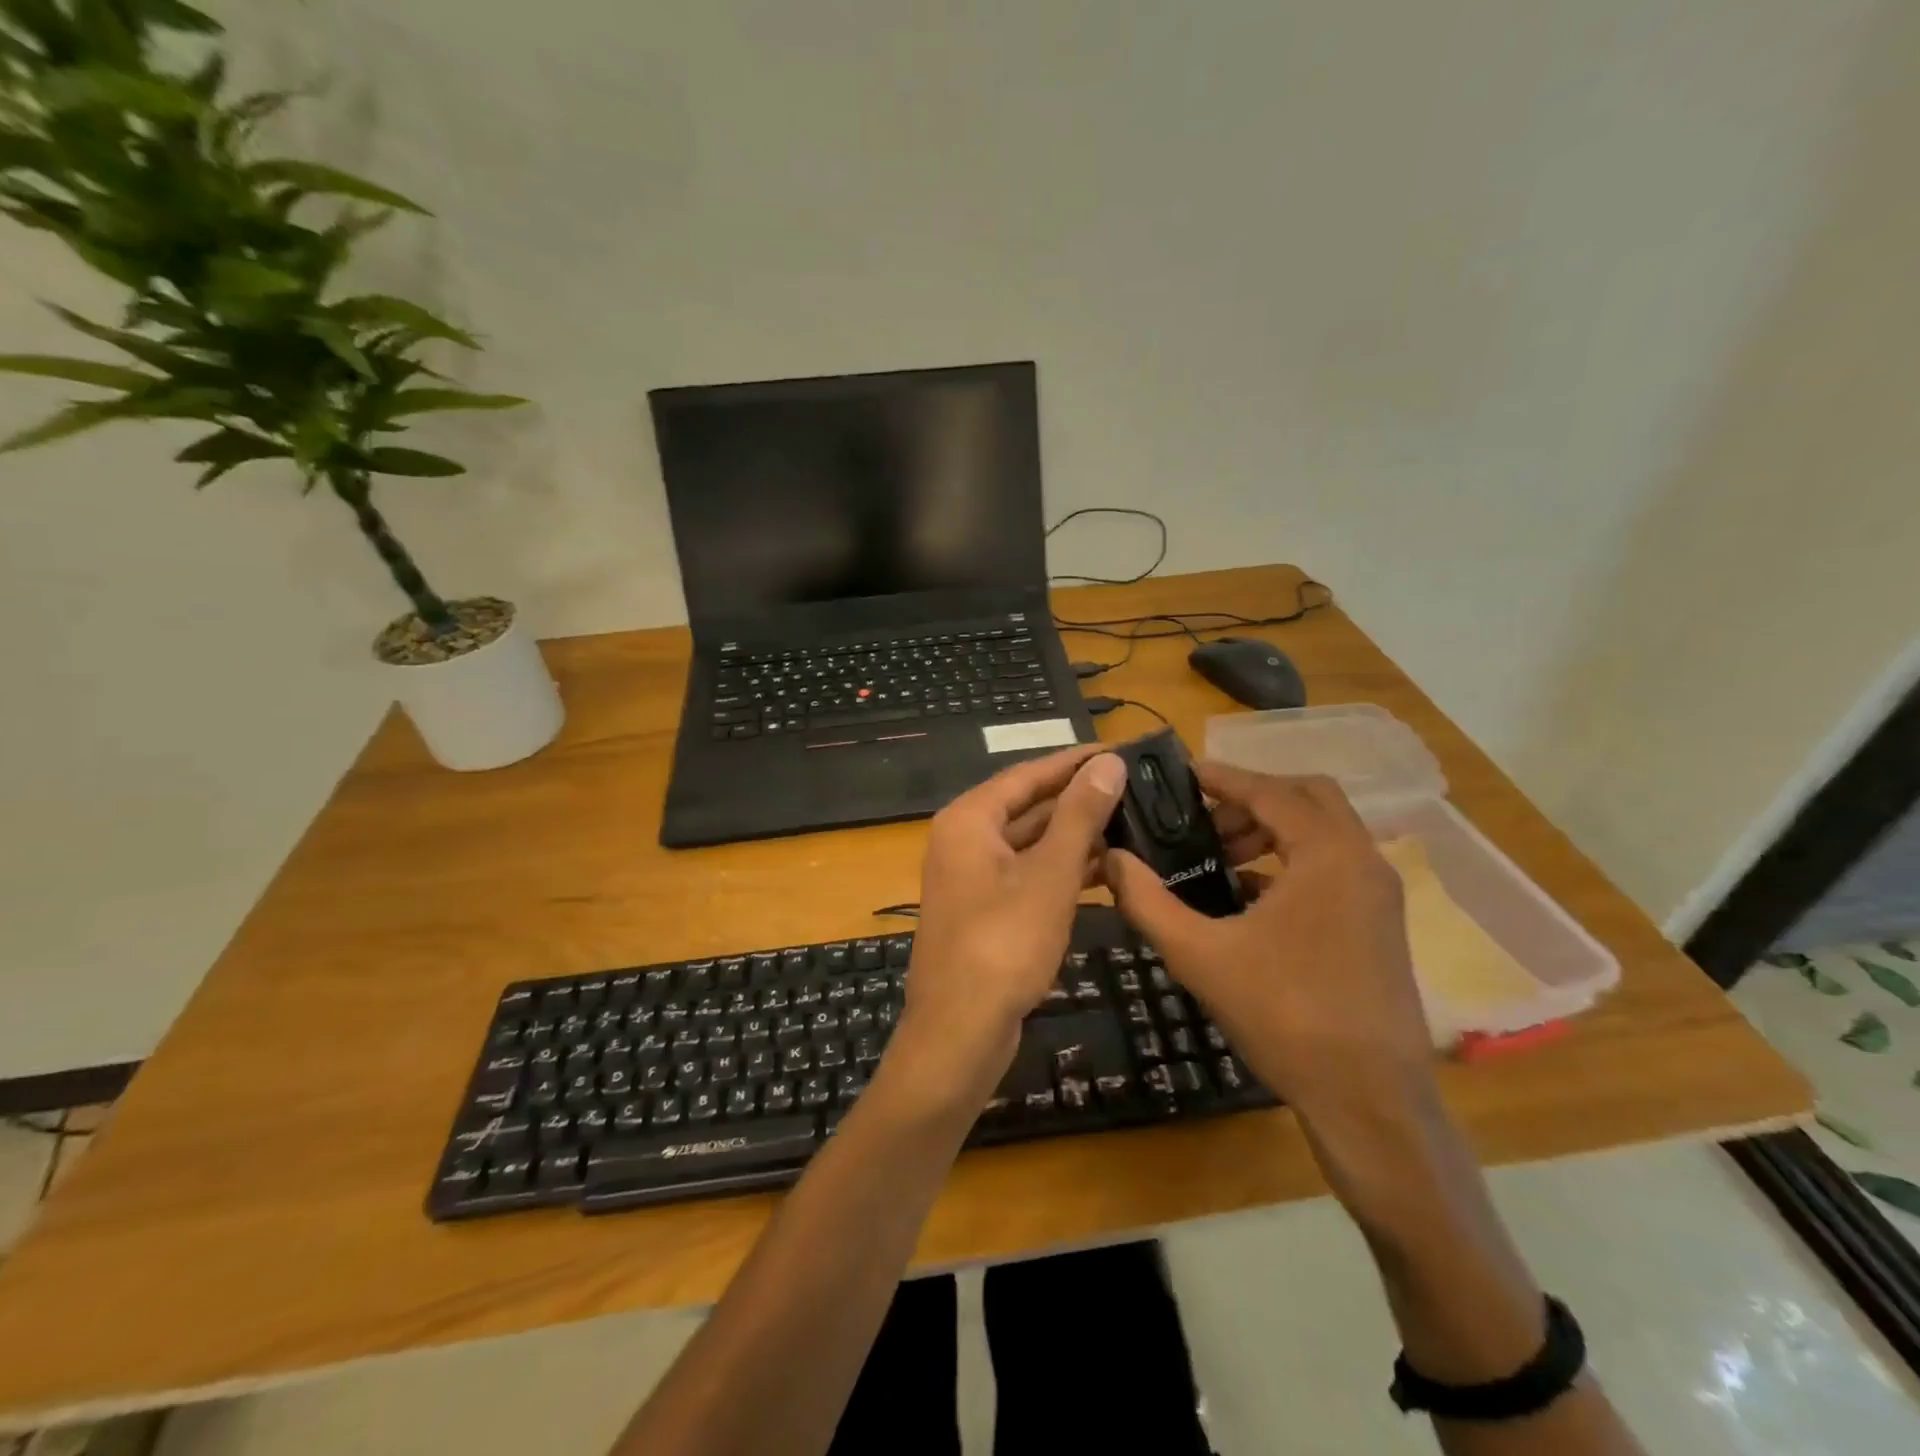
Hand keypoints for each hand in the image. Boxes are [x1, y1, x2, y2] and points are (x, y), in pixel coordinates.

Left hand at [881, 746, 1128, 1113]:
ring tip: (1133, 823)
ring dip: (1076, 836)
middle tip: (1136, 786)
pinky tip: (1108, 870)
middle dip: (1080, 798)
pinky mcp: (987, 911)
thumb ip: (1079, 816)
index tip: (1120, 750)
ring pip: (1032, 843)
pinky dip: (1064, 871)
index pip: (1029, 774)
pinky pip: (1030, 875)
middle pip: (1029, 806)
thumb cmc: (1003, 945)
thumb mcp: (1049, 875)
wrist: (959, 1034)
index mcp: (969, 820)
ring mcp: (974, 878)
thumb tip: (1108, 763)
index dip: (1075, 761)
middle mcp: (965, 840)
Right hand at [1105, 764, 1436, 1131]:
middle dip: (1251, 799)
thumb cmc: (1285, 1016)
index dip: (1223, 777)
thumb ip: (1148, 902)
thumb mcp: (1200, 955)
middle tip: (1201, 819)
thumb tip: (1110, 859)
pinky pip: (1332, 867)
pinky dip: (1291, 861)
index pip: (1270, 791)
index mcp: (1327, 855)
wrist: (1370, 1103)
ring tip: (1217, 855)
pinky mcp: (1381, 925)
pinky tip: (1246, 894)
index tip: (1183, 773)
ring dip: (1271, 830)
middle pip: (1307, 798)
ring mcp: (1378, 895)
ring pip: (1323, 833)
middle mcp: (1362, 862)